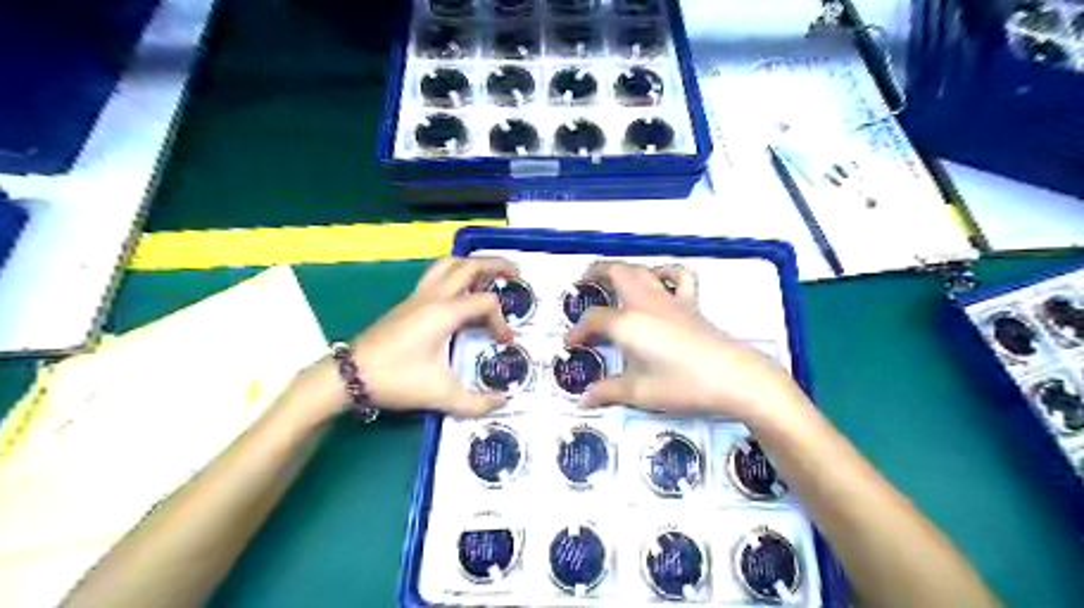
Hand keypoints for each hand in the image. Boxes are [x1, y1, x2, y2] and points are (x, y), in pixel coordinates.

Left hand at [286, 255, 518, 418]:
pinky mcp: (408, 302)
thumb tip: (501, 403)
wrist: (349, 375)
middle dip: (496, 265)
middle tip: (515, 274)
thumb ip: (476, 402)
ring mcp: (418, 296)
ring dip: (472, 265)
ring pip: (448, 264)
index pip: (486, 302)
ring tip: (489, 276)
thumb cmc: (396, 379)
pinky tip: (459, 292)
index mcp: (445, 312)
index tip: (505, 343)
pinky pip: (436, 275)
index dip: (501, 321)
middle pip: (469, 265)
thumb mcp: (440, 394)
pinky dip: (455, 274)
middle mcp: (434, 296)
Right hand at [568, 262, 803, 428]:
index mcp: (627, 323)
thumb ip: (608, 391)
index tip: (570, 344)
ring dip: (624, 269)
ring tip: (613, 277)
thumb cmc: (682, 385)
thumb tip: (584, 399)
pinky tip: (659, 280)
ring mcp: (670, 300)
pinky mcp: (691, 304)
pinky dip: (665, 272)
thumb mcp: (639, 392)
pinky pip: (679, 277)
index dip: (578, 331)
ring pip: (642, 270)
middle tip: (583, 283)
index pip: (593, 320)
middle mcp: (644, 303)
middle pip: (616, 273)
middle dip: (595, 273)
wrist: (733, 378)